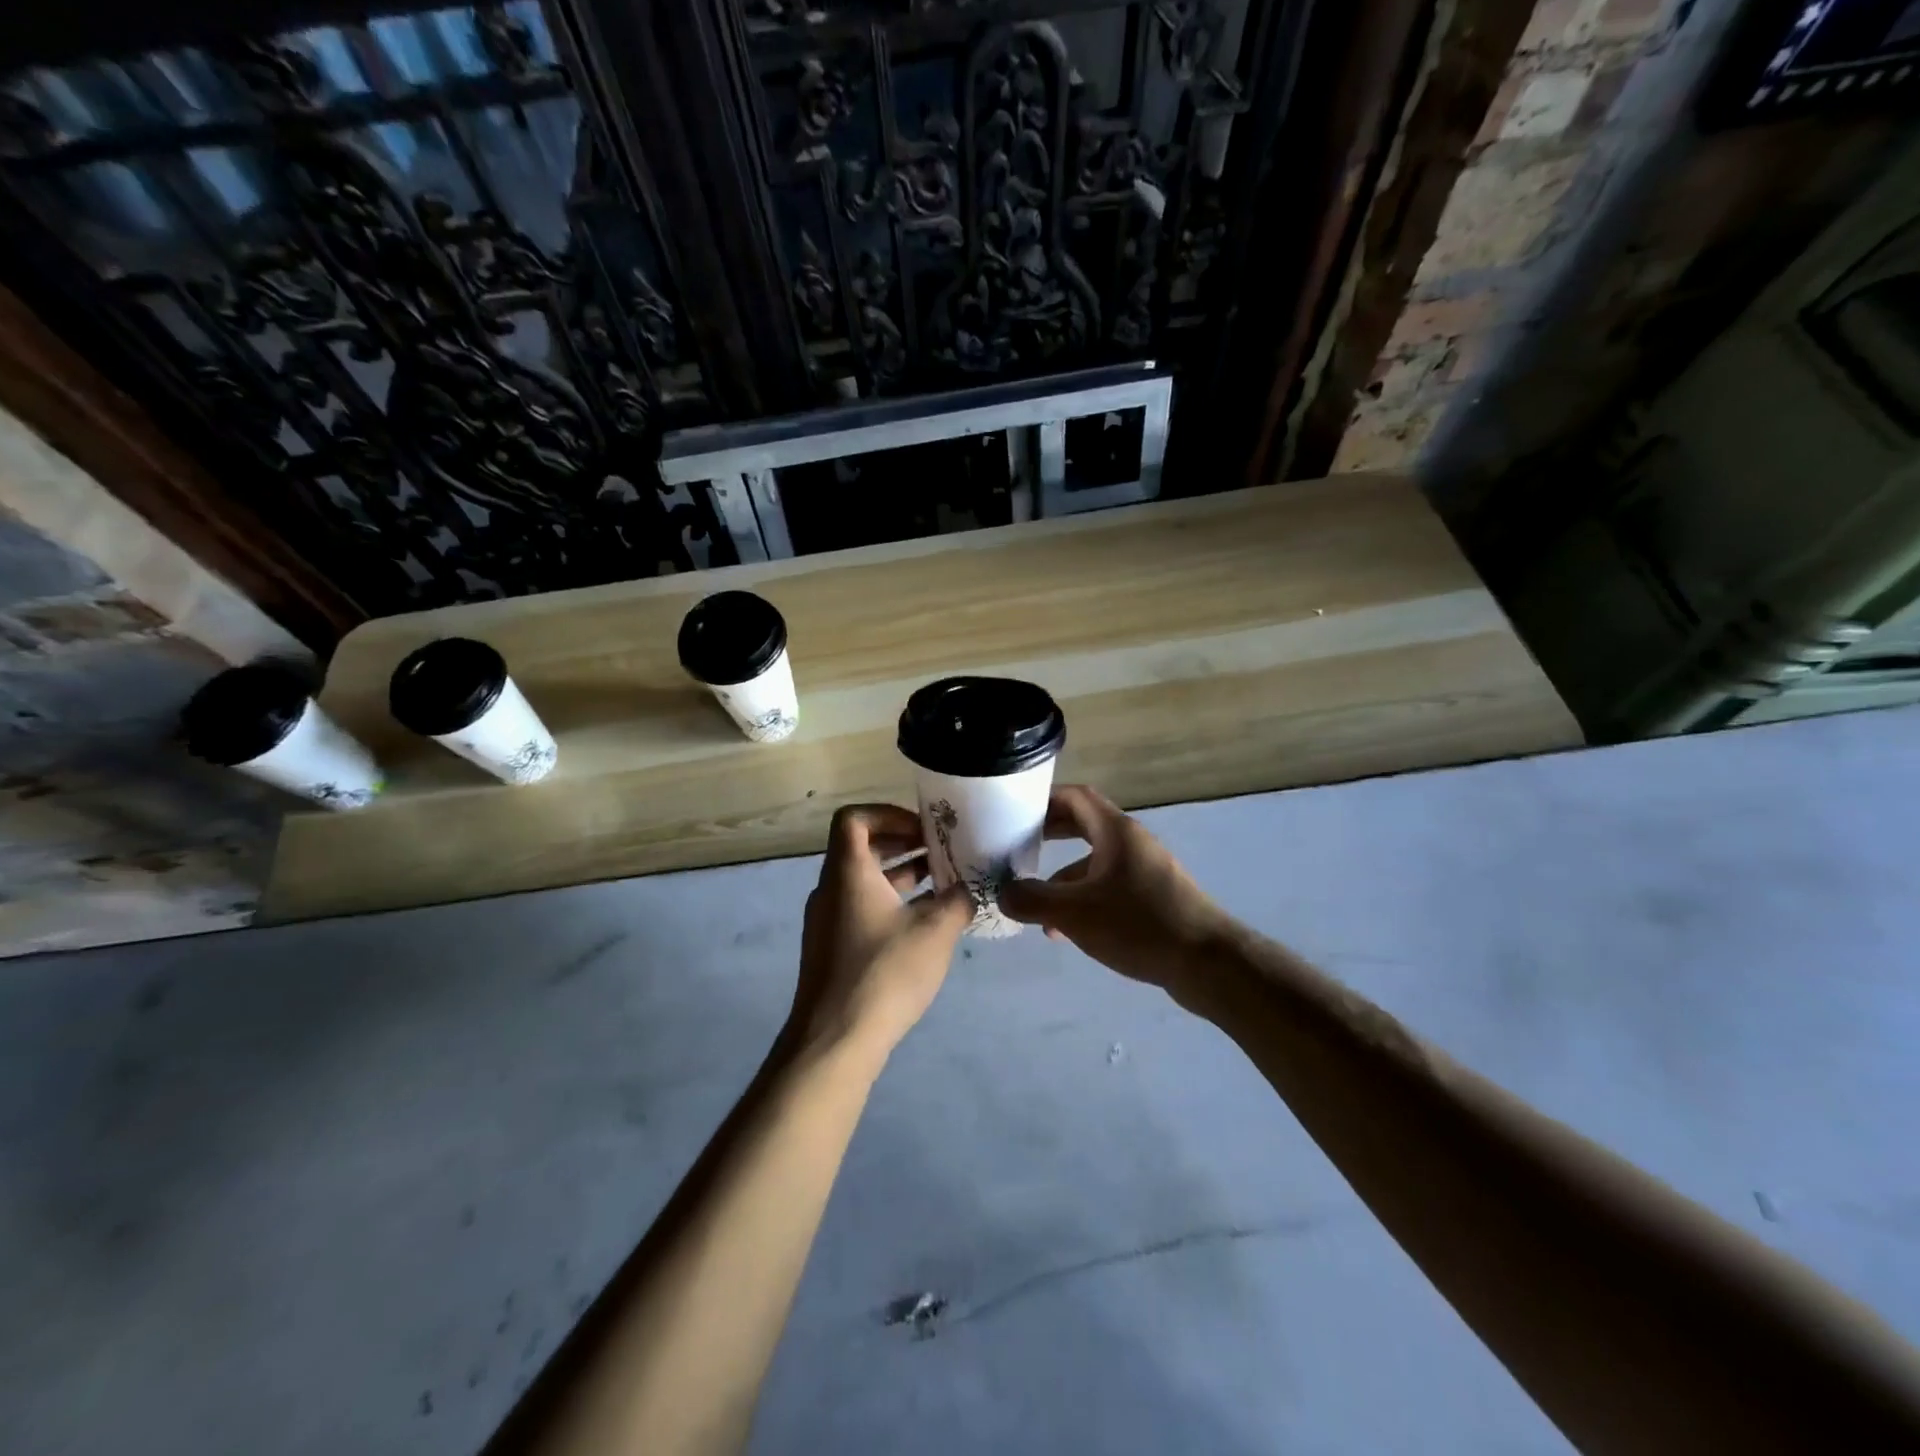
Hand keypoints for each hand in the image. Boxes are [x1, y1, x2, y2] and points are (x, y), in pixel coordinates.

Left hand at [791, 804, 973, 1061]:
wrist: (834, 1041)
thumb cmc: (884, 973)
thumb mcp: (934, 932)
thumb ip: (957, 901)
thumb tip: (969, 889)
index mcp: (848, 872)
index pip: (854, 818)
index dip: (888, 813)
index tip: (922, 830)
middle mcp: (831, 889)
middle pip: (862, 849)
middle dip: (904, 845)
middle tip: (941, 853)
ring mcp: (828, 921)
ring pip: (864, 882)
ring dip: (902, 877)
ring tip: (943, 886)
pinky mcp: (832, 949)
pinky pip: (861, 909)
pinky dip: (891, 904)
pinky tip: (924, 926)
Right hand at [999, 785, 1230, 991]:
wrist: (1208, 963)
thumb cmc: (1138, 925)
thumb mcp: (1074, 913)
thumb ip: (1032, 900)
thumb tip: (1003, 894)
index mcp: (1115, 831)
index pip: (1075, 796)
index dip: (1043, 799)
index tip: (1014, 812)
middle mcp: (1132, 843)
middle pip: (1083, 826)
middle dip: (1048, 835)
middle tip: (1017, 847)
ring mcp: (1146, 870)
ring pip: (1094, 862)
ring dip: (1063, 877)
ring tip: (1037, 906)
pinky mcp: (1154, 898)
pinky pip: (1109, 887)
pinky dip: (1084, 899)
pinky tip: (1068, 932)